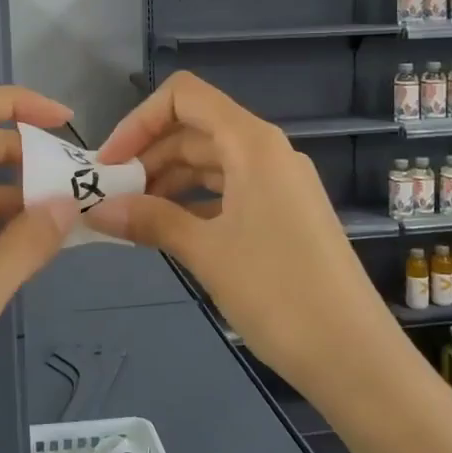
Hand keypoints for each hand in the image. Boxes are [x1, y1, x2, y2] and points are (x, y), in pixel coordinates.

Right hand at [85, 72, 395, 398]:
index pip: (185, 97)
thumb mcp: (206, 252)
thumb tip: (97, 210)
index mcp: (252, 143)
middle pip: (195, 129)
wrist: (354, 355)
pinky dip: (193, 202)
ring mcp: (278, 183)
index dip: (140, 121)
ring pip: (210, 162)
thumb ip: (150, 220)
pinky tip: (167, 230)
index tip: (110, 164)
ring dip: (167, 181)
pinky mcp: (283, 213)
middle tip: (110, 195)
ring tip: (131, 215)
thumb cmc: (278, 291)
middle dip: (147, 155)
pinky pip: (228, 191)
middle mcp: (267, 151)